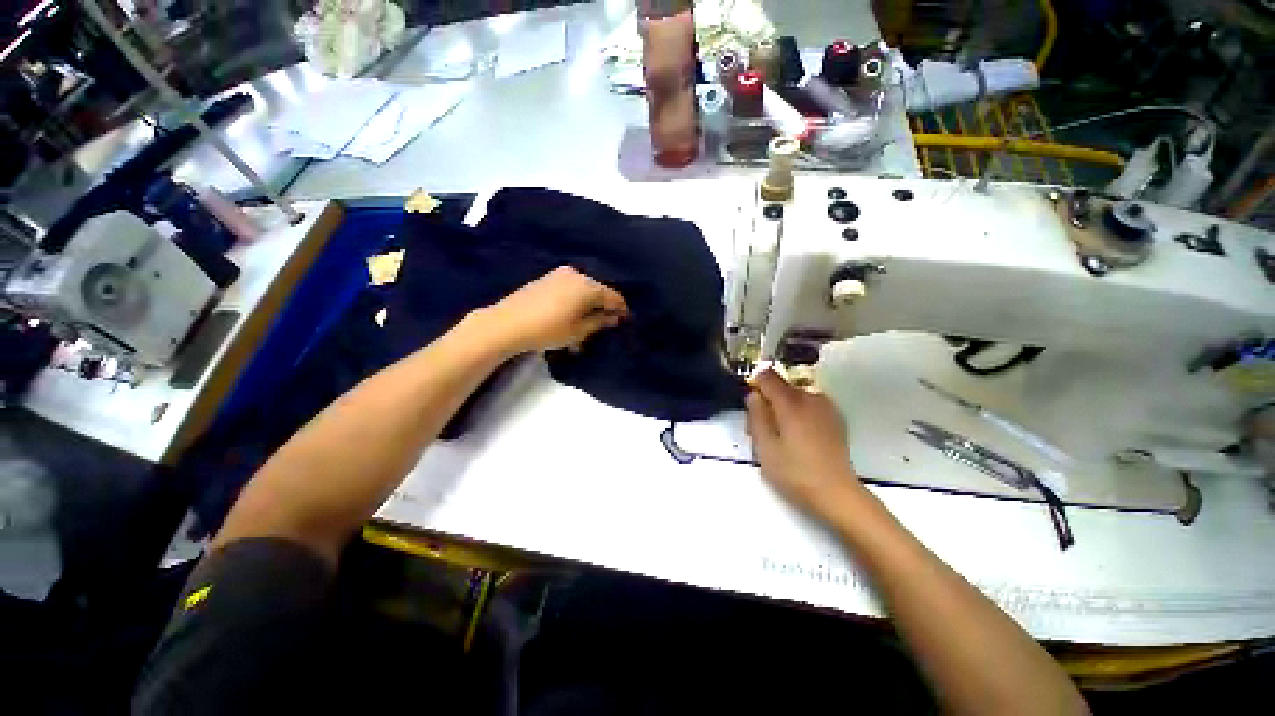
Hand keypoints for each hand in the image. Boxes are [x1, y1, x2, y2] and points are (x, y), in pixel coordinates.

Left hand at [481, 266, 628, 353]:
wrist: (507, 323)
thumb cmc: (549, 329)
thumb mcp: (579, 330)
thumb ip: (600, 322)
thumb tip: (614, 317)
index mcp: (588, 286)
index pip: (613, 296)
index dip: (621, 310)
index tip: (624, 321)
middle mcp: (576, 275)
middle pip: (598, 292)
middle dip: (602, 308)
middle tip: (603, 326)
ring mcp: (560, 274)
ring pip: (583, 290)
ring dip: (587, 306)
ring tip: (584, 325)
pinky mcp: (547, 278)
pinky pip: (569, 288)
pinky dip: (574, 301)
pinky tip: (570, 315)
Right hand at [746, 369, 865, 517]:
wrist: (836, 493)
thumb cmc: (794, 472)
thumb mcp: (764, 447)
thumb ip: (756, 415)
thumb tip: (752, 394)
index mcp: (790, 402)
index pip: (767, 376)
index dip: (755, 385)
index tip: (751, 405)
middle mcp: (810, 397)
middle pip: (781, 386)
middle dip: (768, 401)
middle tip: (762, 430)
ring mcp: (826, 407)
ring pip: (796, 396)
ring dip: (784, 408)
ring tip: (782, 437)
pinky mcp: (835, 418)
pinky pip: (810, 405)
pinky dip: (800, 413)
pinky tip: (801, 438)